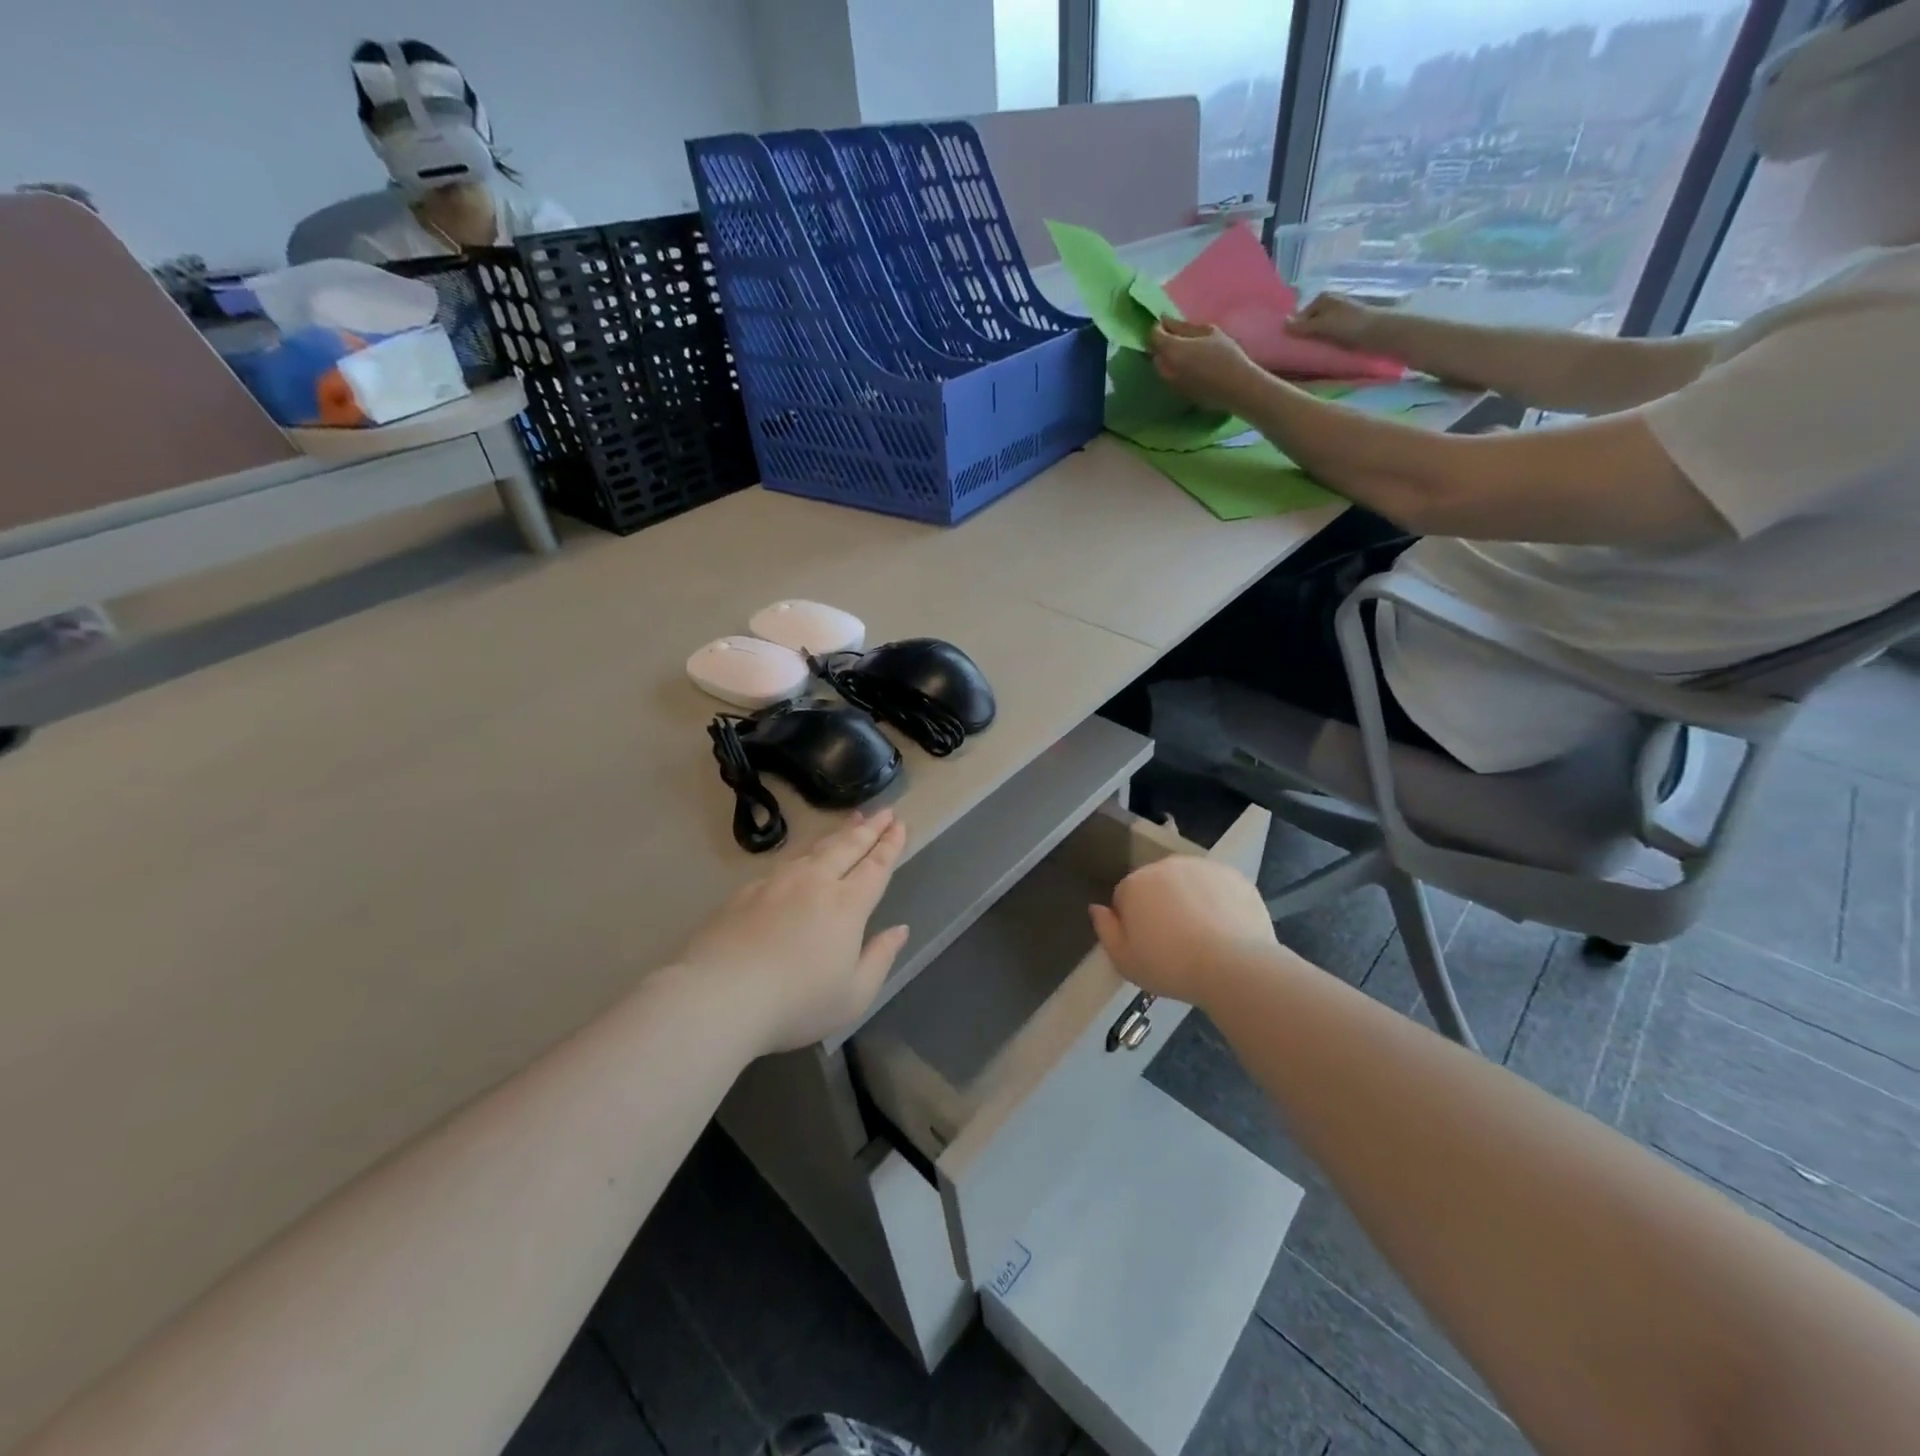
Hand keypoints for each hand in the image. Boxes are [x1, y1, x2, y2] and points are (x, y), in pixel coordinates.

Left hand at [681, 810, 910, 1052]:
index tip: (900, 825)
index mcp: (847, 905)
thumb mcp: (853, 995)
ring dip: (837, 834)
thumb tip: (900, 930)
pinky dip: (803, 856)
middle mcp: (815, 883)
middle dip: (869, 828)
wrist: (719, 996)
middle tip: (884, 811)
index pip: (875, 867)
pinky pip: (784, 865)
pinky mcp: (746, 892)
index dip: (890, 845)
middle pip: (847, 847)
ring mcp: (777, 883)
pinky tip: (801, 862)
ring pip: (815, 850)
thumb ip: (880, 958)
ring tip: (850, 822)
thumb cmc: (796, 1003)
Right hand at [1089, 856, 1276, 1006]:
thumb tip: (1096, 908)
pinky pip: (1217, 886)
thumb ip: (1105, 930)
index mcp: (1135, 884)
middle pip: (1156, 885)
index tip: (1148, 945)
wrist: (1232, 966)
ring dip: (1190, 900)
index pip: (1125, 896)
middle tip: (1175, 941)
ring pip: (1188, 882)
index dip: (1134, 922)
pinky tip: (1226, 928)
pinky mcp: (1234, 875)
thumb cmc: (1170, 966)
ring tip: (1204, 935)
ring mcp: (1202, 867)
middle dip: (1161, 905)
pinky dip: (1218, 901)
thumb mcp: (1125, 960)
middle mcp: (1165, 866)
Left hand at [1149, 318, 1266, 412]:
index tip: (1167, 322)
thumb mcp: (1208, 332)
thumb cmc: (1225, 354)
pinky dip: (1173, 368)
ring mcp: (1171, 383)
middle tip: (1175, 335)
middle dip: (1161, 343)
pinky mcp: (1177, 393)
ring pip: (1160, 367)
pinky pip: (1169, 377)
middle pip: (1155, 353)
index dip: (1158, 327)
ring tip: (1182, 350)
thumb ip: (1183, 326)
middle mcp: (1166, 368)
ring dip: (1166, 357)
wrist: (1236, 387)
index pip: (1154, 336)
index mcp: (1173, 350)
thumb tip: (1165, 320)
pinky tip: (1188, 365)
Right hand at [1287, 292, 1383, 350]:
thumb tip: (1282, 323)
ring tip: (1311, 352)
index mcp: (1322, 298)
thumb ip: (1302, 326)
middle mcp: (1329, 302)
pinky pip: (1327, 334)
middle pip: (1309, 321)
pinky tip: (1323, 350)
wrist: (1378, 332)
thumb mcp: (1322, 325)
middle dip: (1304, 334)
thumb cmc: (1349, 325)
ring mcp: (1338, 314)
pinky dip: (1323, 341)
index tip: (1292, 345)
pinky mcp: (1345, 325)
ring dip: (1313, 339)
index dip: (1295, 330)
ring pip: (1317, 328)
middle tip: (1300, 350)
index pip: (1299, 315)